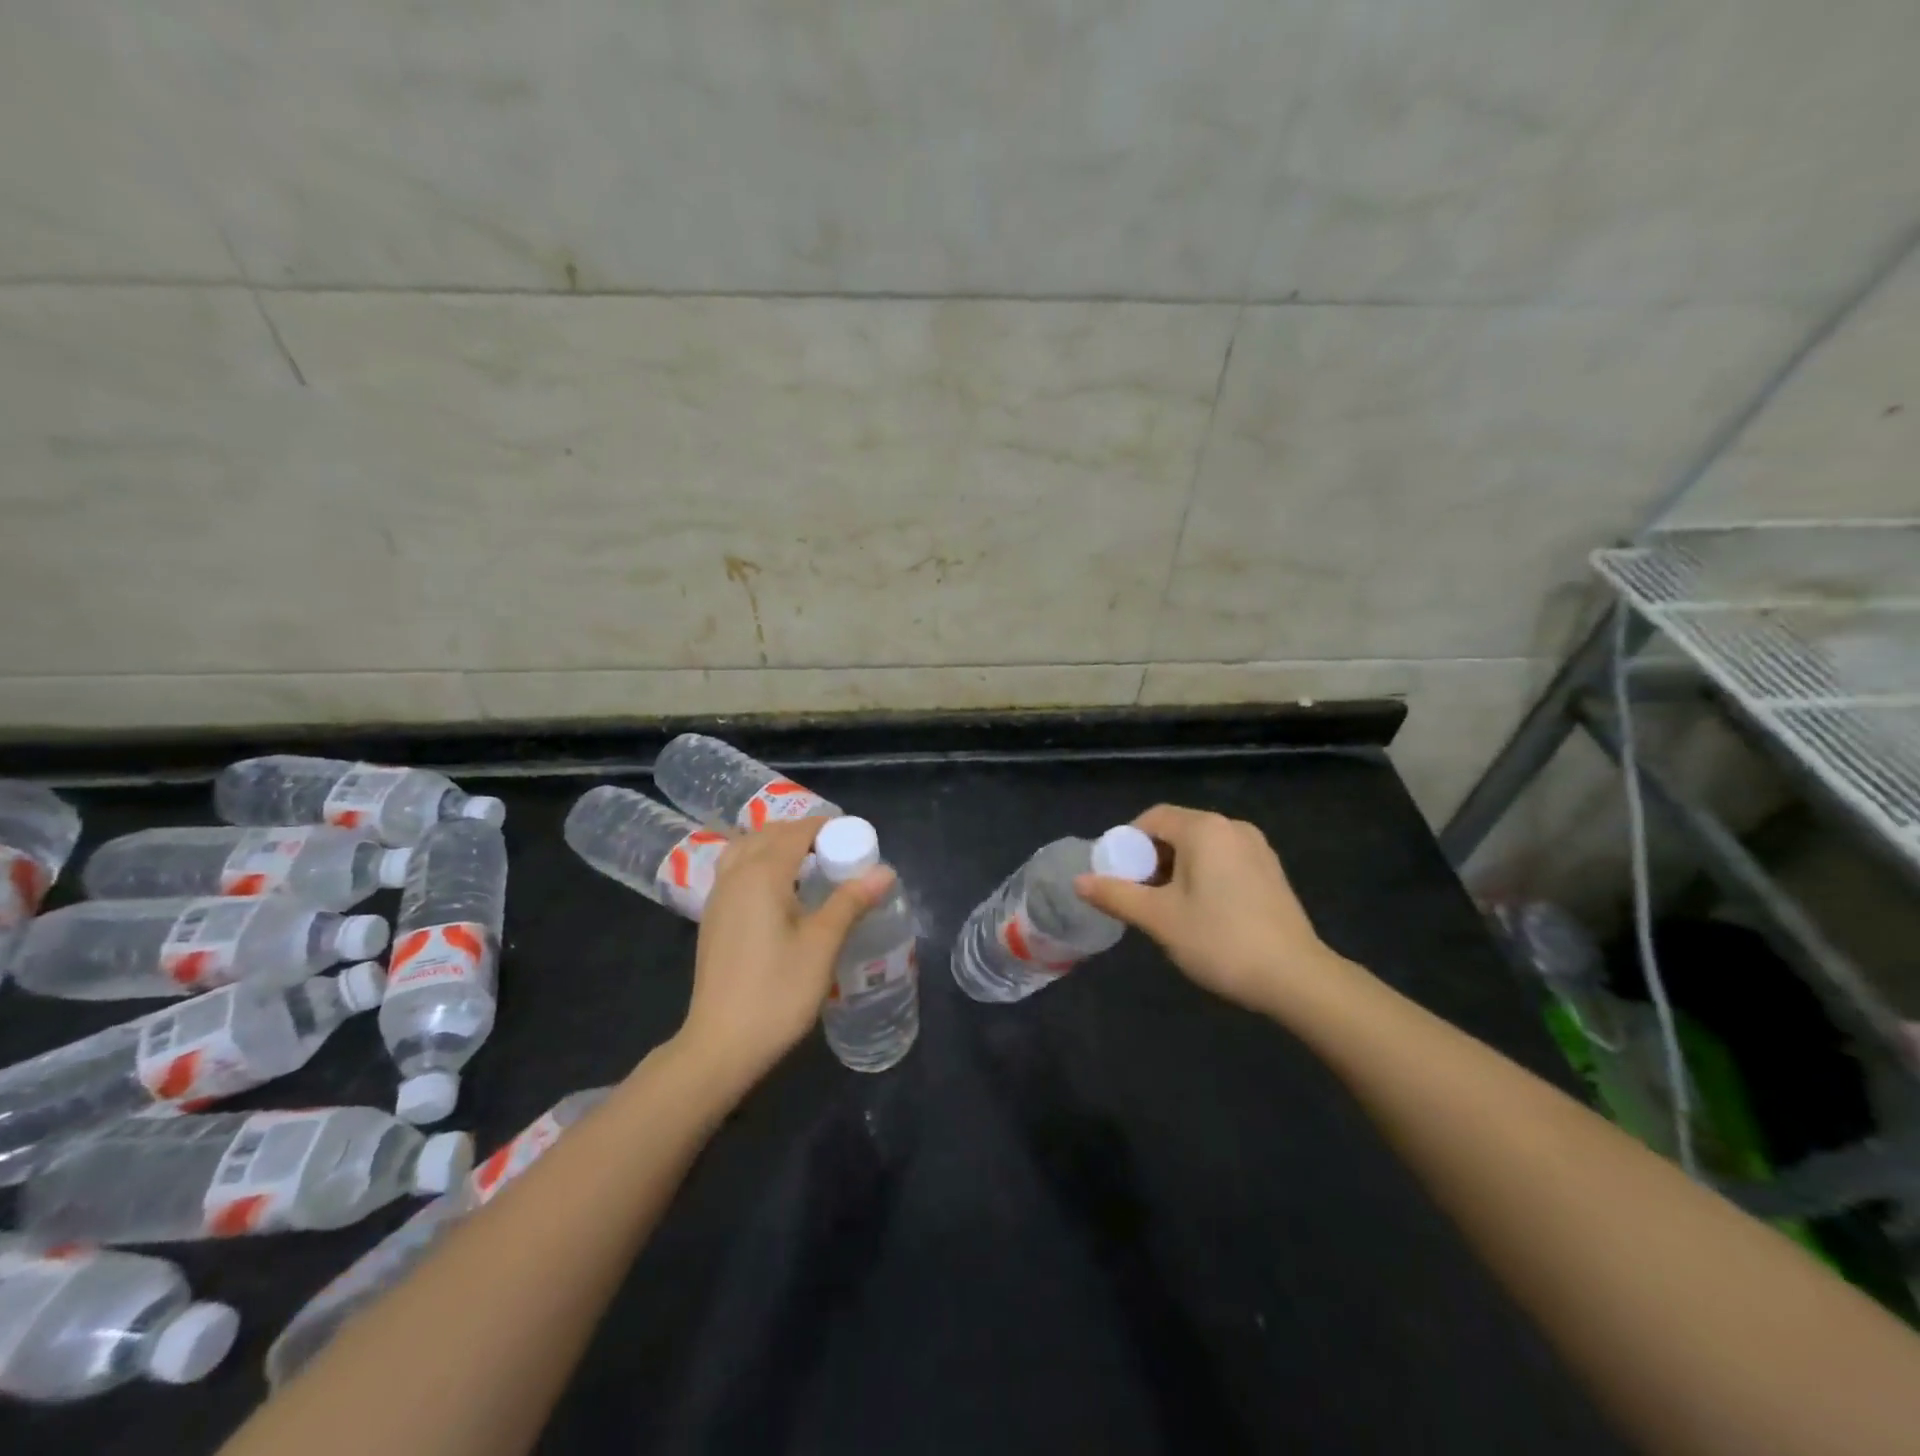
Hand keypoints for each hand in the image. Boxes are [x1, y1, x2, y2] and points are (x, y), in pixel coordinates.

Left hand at [675, 816, 895, 1087]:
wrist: (721, 1044)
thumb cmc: (777, 992)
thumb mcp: (822, 945)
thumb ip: (851, 901)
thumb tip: (885, 870)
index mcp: (762, 874)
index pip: (796, 832)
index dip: (826, 826)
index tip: (855, 836)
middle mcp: (735, 875)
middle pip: (768, 834)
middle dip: (802, 832)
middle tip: (837, 850)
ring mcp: (719, 897)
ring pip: (746, 849)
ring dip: (776, 844)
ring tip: (808, 863)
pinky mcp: (713, 918)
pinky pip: (736, 870)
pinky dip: (759, 862)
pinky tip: (779, 891)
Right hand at [1073, 804, 1342, 1012]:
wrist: (1297, 978)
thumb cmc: (1220, 940)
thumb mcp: (1159, 919)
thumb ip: (1116, 895)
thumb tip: (1078, 881)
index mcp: (1204, 829)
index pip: (1152, 818)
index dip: (1126, 843)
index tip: (1116, 877)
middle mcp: (1232, 827)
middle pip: (1176, 831)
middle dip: (1150, 859)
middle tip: (1137, 897)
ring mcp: (1257, 849)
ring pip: (1200, 848)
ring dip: (1175, 870)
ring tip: (1166, 909)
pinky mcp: (1271, 872)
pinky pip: (1224, 861)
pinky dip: (1202, 876)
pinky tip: (1201, 913)